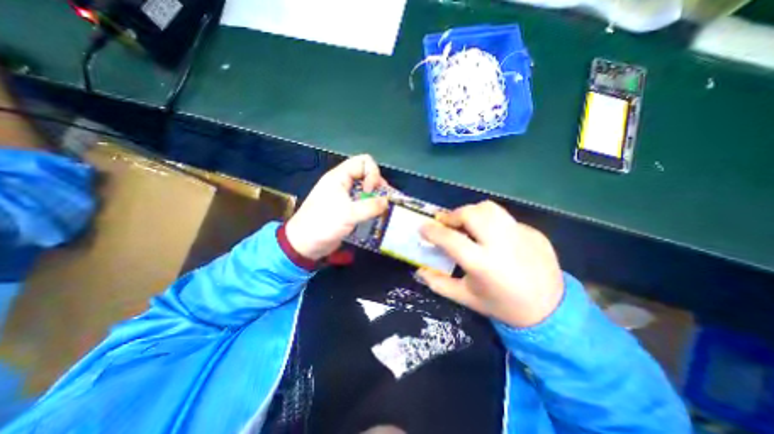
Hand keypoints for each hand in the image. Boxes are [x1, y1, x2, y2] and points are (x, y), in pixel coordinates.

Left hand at [285, 155, 390, 258]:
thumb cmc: (324, 224)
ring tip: (381, 209)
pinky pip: (362, 201)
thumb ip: (371, 206)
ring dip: (375, 197)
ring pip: (365, 189)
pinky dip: (370, 207)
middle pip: (366, 174)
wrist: (304, 244)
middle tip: (382, 200)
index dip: (372, 174)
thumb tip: (387, 202)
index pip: (363, 162)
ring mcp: (343, 196)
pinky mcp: (345, 208)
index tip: (370, 192)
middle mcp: (342, 183)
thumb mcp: (349, 214)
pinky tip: (375, 216)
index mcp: (339, 177)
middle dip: (377, 185)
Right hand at [418, 202, 563, 327]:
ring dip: (472, 212)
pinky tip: (492, 237)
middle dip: (453, 215)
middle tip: (447, 223)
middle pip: (472, 214)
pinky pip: (505, 219)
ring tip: (467, 224)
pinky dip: (491, 223)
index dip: (433, 231)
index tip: (422, 227)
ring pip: (490, 209)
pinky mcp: (534, 232)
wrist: (550, 311)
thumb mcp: (466, 298)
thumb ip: (439, 284)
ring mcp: (521, 235)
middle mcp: (503, 244)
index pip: (451, 239)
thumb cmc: (502, 306)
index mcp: (484, 264)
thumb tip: (419, 270)